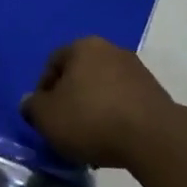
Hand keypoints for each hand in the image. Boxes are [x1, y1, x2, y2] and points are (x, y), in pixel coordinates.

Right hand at [22, 37, 173, 168]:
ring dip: (93, 109)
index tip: (44, 116)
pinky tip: (113, 140)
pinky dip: (115, 117)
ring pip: (103, 89)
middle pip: (80, 74)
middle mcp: (110, 49)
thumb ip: (33, 107)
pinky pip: (124, 102)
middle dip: (70, 99)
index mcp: (82, 46)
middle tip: (65, 127)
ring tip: (89, 139)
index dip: (43, 90)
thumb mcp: (48, 117)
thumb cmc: (91, 119)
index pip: (53, 63)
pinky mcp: (155, 92)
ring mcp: (136, 69)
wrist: (153, 137)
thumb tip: (31, 102)